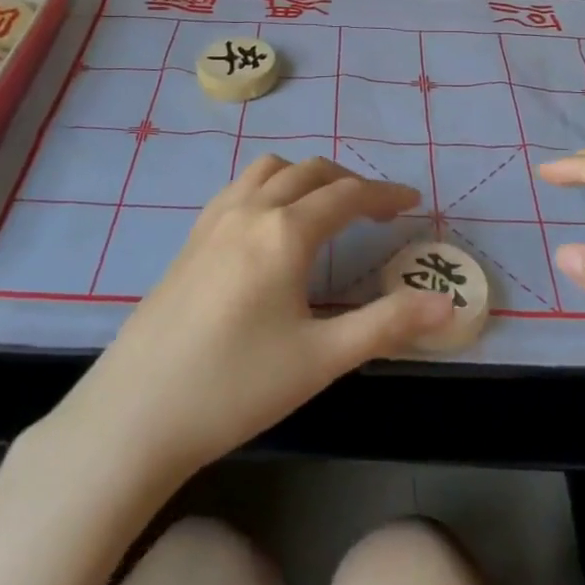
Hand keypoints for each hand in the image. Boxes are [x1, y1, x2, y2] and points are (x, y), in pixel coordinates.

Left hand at [58, 154, 453, 478]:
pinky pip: (240, 187)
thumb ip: (387, 324)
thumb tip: (448, 305)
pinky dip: (270, 185)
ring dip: (306, 176)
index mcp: (284, 232)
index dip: (384, 196)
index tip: (412, 203)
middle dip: (349, 182)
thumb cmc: (236, 387)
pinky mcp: (190, 238)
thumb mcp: (321, 359)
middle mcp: (250, 210)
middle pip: (310, 172)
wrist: (135, 414)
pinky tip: (270, 223)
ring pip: (270, 170)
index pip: (347, 196)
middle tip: (377, 210)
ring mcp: (214, 220)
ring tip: (326, 207)